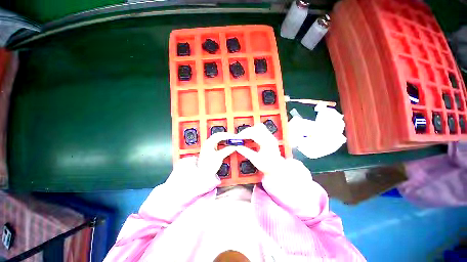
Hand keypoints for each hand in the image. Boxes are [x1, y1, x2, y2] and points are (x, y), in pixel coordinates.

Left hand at [197, 132, 236, 175]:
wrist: (202, 173)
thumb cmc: (208, 165)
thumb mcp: (219, 157)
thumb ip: (227, 150)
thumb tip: (234, 146)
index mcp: (209, 143)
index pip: (219, 135)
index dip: (227, 135)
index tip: (234, 137)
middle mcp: (208, 142)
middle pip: (218, 135)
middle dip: (226, 135)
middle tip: (233, 137)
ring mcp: (208, 145)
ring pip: (218, 138)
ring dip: (224, 138)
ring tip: (231, 139)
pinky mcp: (210, 149)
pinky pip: (217, 142)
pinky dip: (223, 142)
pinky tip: (226, 143)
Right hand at [235, 123, 284, 174]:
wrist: (277, 168)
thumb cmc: (268, 166)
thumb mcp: (255, 160)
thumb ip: (245, 152)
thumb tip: (238, 147)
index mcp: (267, 143)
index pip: (254, 133)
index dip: (244, 134)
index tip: (237, 138)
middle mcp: (270, 138)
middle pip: (256, 128)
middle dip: (246, 131)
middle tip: (239, 137)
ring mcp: (271, 137)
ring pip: (259, 127)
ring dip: (250, 130)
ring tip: (244, 136)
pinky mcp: (270, 137)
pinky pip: (261, 129)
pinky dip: (254, 131)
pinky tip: (250, 137)